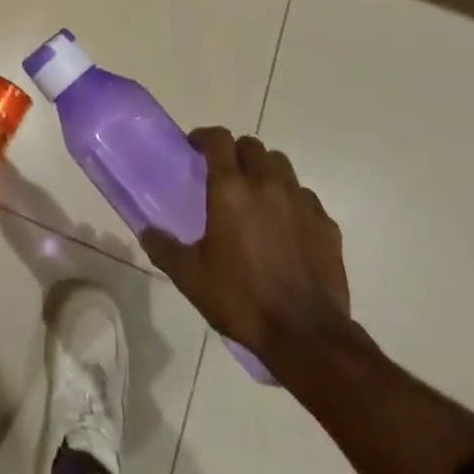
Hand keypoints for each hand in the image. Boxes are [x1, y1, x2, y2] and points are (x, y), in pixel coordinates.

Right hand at [141, 129, 357, 384]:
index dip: (204, 137)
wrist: (307, 336)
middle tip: (225, 175)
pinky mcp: (326, 224)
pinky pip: (305, 197)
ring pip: (281, 165)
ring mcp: (300, 202)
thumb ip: (164, 248)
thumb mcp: (191, 277)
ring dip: (266, 171)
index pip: (218, 139)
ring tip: (257, 195)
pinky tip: (286, 226)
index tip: (194, 149)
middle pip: (252, 146)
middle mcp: (266, 184)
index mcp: (230, 189)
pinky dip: (292, 201)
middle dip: (236, 153)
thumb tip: (146, 231)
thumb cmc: (242, 300)